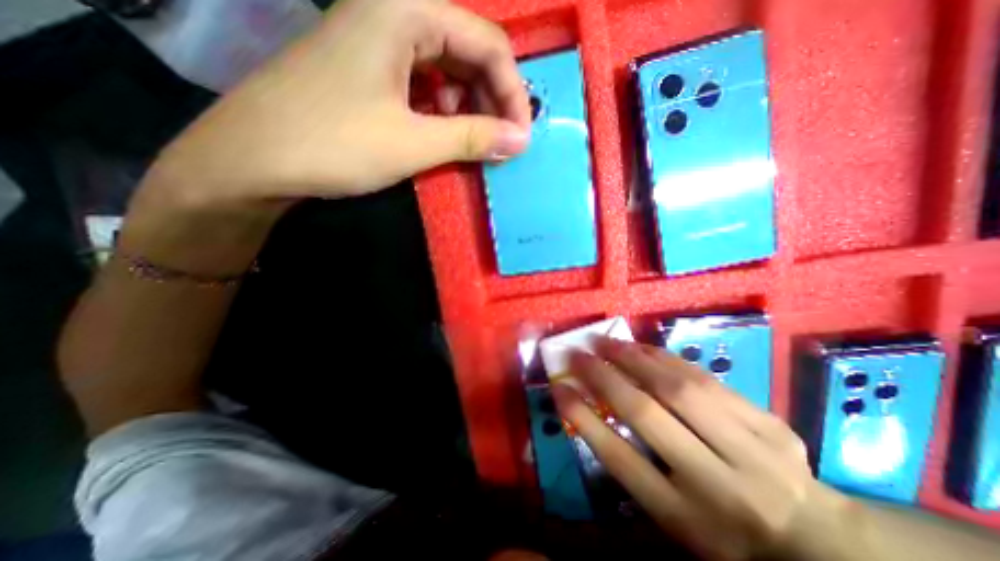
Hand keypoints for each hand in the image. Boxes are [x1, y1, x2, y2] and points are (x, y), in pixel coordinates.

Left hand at [142, 0, 530, 209]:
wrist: (253, 160)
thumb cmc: (335, 144)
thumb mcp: (414, 143)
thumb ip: (473, 137)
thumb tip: (521, 141)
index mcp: (405, 11)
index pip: (487, 43)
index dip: (513, 92)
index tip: (521, 136)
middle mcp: (393, 13)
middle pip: (468, 51)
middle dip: (493, 99)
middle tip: (503, 141)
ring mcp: (378, 41)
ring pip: (448, 69)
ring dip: (470, 106)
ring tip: (475, 141)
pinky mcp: (369, 70)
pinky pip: (424, 83)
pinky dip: (444, 109)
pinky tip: (443, 132)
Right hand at [554, 337, 881, 560]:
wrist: (817, 539)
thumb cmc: (723, 530)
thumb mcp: (671, 515)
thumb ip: (633, 466)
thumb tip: (592, 410)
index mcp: (685, 517)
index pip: (620, 458)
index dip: (582, 418)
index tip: (558, 388)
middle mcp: (716, 482)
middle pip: (647, 414)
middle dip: (603, 376)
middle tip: (578, 354)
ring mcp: (751, 449)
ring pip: (677, 387)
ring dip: (632, 357)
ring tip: (605, 342)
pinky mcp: (768, 422)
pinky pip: (704, 378)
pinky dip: (665, 357)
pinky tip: (643, 347)